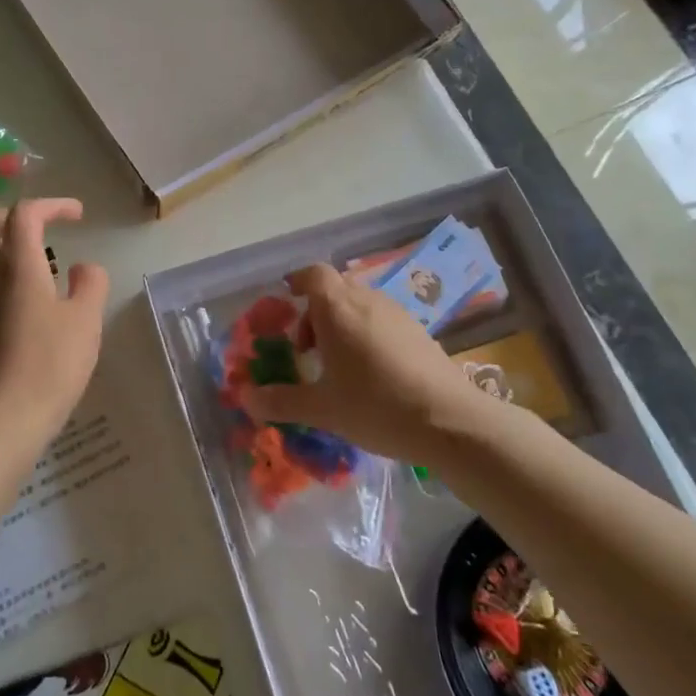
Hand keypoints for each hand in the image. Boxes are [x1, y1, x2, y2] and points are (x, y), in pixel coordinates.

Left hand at [0, 198, 108, 441]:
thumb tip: (84, 268)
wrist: (3, 417)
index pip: (24, 213)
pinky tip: (14, 291)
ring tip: (24, 255)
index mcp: (16, 266)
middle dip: (6, 213)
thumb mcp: (86, 321)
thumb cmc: (50, 365)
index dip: (52, 205)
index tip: (77, 216)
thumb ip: (90, 285)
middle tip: (37, 226)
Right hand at [240, 263, 504, 465]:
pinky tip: (371, 372)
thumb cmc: (376, 406)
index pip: (313, 274)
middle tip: (306, 348)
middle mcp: (367, 300)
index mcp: (337, 309)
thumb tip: (245, 399)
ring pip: (359, 303)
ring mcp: (397, 313)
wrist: (450, 421)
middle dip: (315, 311)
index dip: (297, 282)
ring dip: (341, 323)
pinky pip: (381, 319)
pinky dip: (366, 333)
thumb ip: (281, 401)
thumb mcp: (322, 409)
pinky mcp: (418, 331)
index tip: (286, 302)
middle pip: (335, 288)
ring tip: (337, 365)